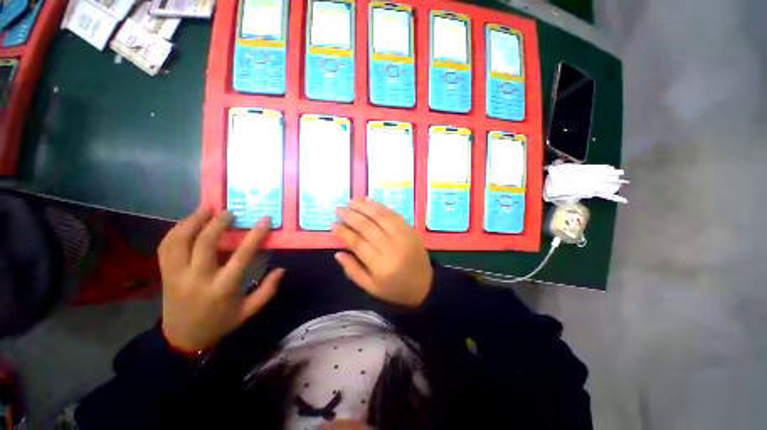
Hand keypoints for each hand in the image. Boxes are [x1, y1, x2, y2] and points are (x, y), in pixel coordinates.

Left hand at [158, 209, 283, 351]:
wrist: (182, 339)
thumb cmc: (220, 323)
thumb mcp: (248, 311)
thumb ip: (267, 290)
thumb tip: (282, 269)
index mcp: (223, 287)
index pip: (242, 255)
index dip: (255, 235)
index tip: (264, 220)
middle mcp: (198, 278)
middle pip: (205, 242)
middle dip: (218, 222)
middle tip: (229, 211)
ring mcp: (176, 275)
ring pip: (180, 241)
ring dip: (193, 221)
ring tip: (206, 209)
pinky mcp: (165, 274)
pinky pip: (166, 247)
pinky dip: (176, 231)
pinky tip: (187, 223)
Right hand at [333, 199, 432, 306]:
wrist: (425, 285)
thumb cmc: (395, 289)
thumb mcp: (371, 288)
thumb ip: (353, 270)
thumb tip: (338, 253)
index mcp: (381, 266)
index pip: (358, 243)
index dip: (344, 232)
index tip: (333, 224)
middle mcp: (392, 248)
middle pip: (368, 227)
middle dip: (351, 216)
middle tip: (338, 209)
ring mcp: (403, 236)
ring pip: (381, 217)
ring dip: (364, 207)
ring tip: (351, 201)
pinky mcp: (410, 230)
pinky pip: (394, 214)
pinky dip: (380, 206)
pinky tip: (369, 201)